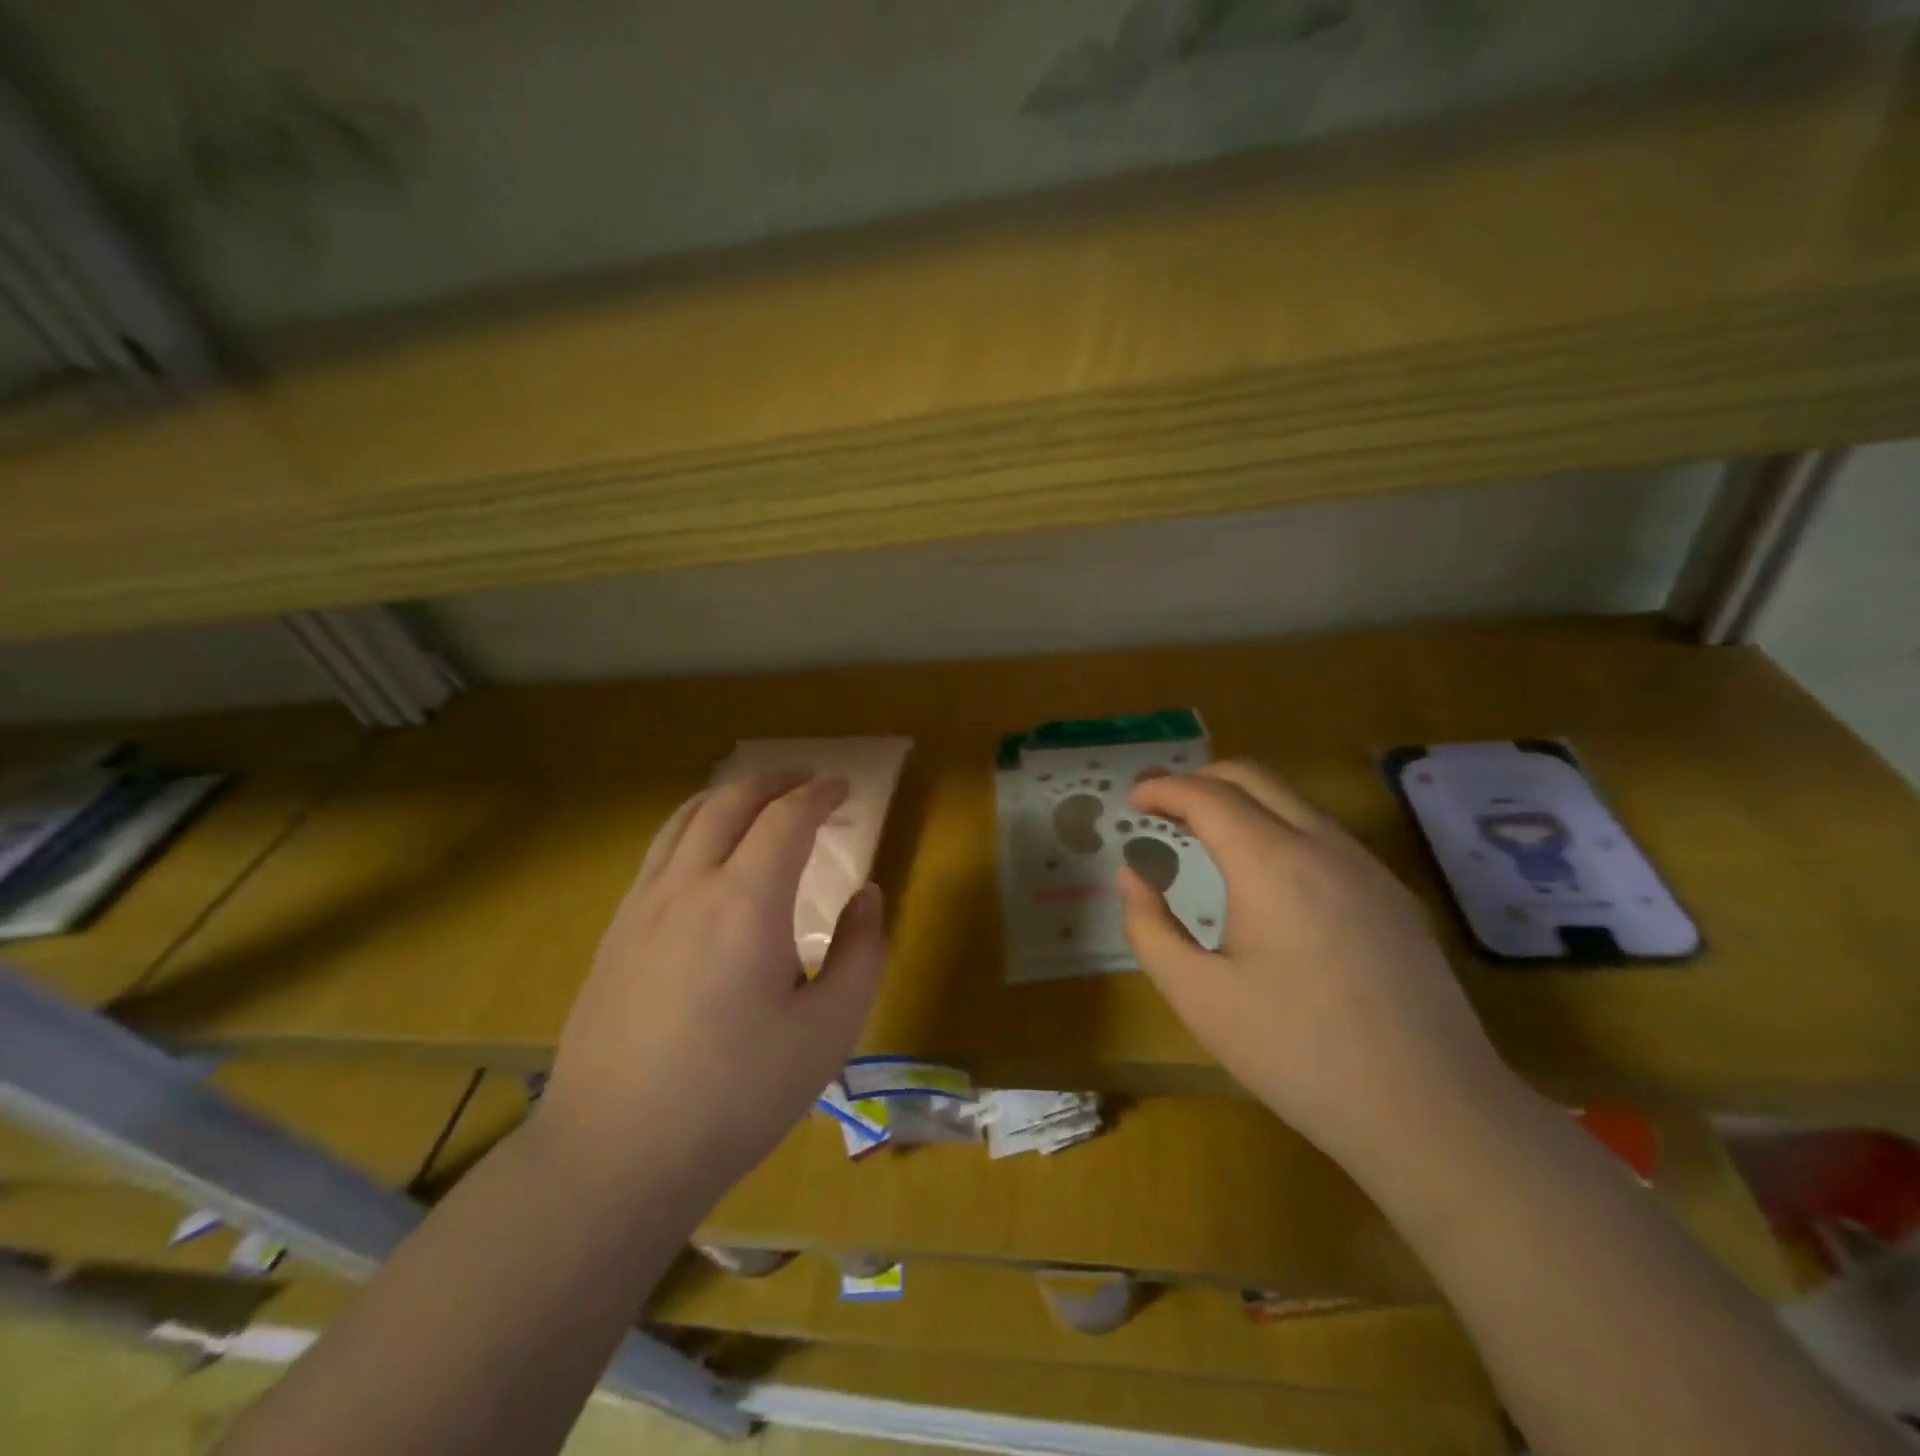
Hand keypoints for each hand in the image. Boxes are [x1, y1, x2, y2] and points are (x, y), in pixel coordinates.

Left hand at [541, 772, 886, 1196]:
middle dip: (774, 781)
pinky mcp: (614, 932)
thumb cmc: (735, 1095)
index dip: (819, 794)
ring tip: (759, 801)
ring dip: (729, 795)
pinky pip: (659, 851)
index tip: (845, 788)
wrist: (615, 1153)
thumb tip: (867, 895)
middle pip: (730, 801)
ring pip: (685, 818)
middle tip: (807, 782)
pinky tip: (707, 857)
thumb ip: (861, 952)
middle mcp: (688, 885)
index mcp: (745, 902)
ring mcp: (642, 905)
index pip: (786, 818)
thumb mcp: (828, 1031)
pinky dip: (694, 827)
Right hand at [1119, 761, 1516, 1166]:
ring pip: (1293, 801)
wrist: (1433, 1113)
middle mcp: (1323, 846)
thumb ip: (1150, 927)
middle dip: (1199, 778)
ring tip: (1205, 835)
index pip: (1207, 795)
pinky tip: (1266, 876)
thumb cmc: (1298, 1052)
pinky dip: (1277, 828)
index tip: (1132, 800)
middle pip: (1253, 777)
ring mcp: (1367, 868)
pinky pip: (1324, 834)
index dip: (1163, 789)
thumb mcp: (1198, 996)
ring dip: (1241, 802)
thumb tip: (1133, 876)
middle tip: (1162, 805)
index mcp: (1272, 863)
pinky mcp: (1393, 895)